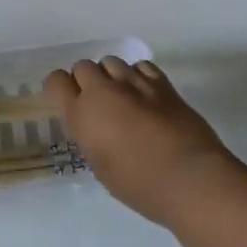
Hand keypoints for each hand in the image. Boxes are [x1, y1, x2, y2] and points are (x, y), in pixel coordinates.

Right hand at [45, 56, 234, 225]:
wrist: (190, 179)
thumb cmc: (140, 185)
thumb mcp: (101, 166)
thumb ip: (91, 138)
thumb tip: (95, 127)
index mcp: (82, 114)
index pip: (56, 81)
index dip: (59, 89)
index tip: (67, 102)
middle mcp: (102, 91)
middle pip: (83, 66)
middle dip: (86, 81)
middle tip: (98, 103)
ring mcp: (133, 83)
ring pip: (111, 61)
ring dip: (111, 76)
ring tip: (122, 96)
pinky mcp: (161, 83)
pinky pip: (140, 66)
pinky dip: (137, 75)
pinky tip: (144, 93)